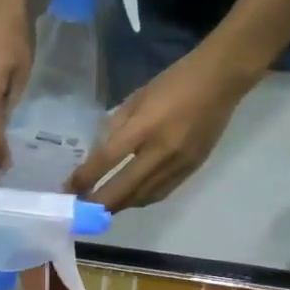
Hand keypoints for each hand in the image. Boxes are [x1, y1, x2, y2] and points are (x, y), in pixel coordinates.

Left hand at [68, 46, 251, 209]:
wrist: (221, 79)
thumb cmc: (174, 82)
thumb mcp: (137, 97)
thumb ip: (117, 127)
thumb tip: (100, 155)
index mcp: (145, 127)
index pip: (108, 160)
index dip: (85, 178)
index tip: (68, 190)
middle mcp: (162, 151)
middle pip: (124, 189)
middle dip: (99, 203)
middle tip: (81, 210)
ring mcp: (180, 164)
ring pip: (143, 197)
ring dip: (120, 205)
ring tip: (102, 208)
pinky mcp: (192, 169)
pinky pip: (161, 193)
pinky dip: (141, 199)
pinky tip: (130, 199)